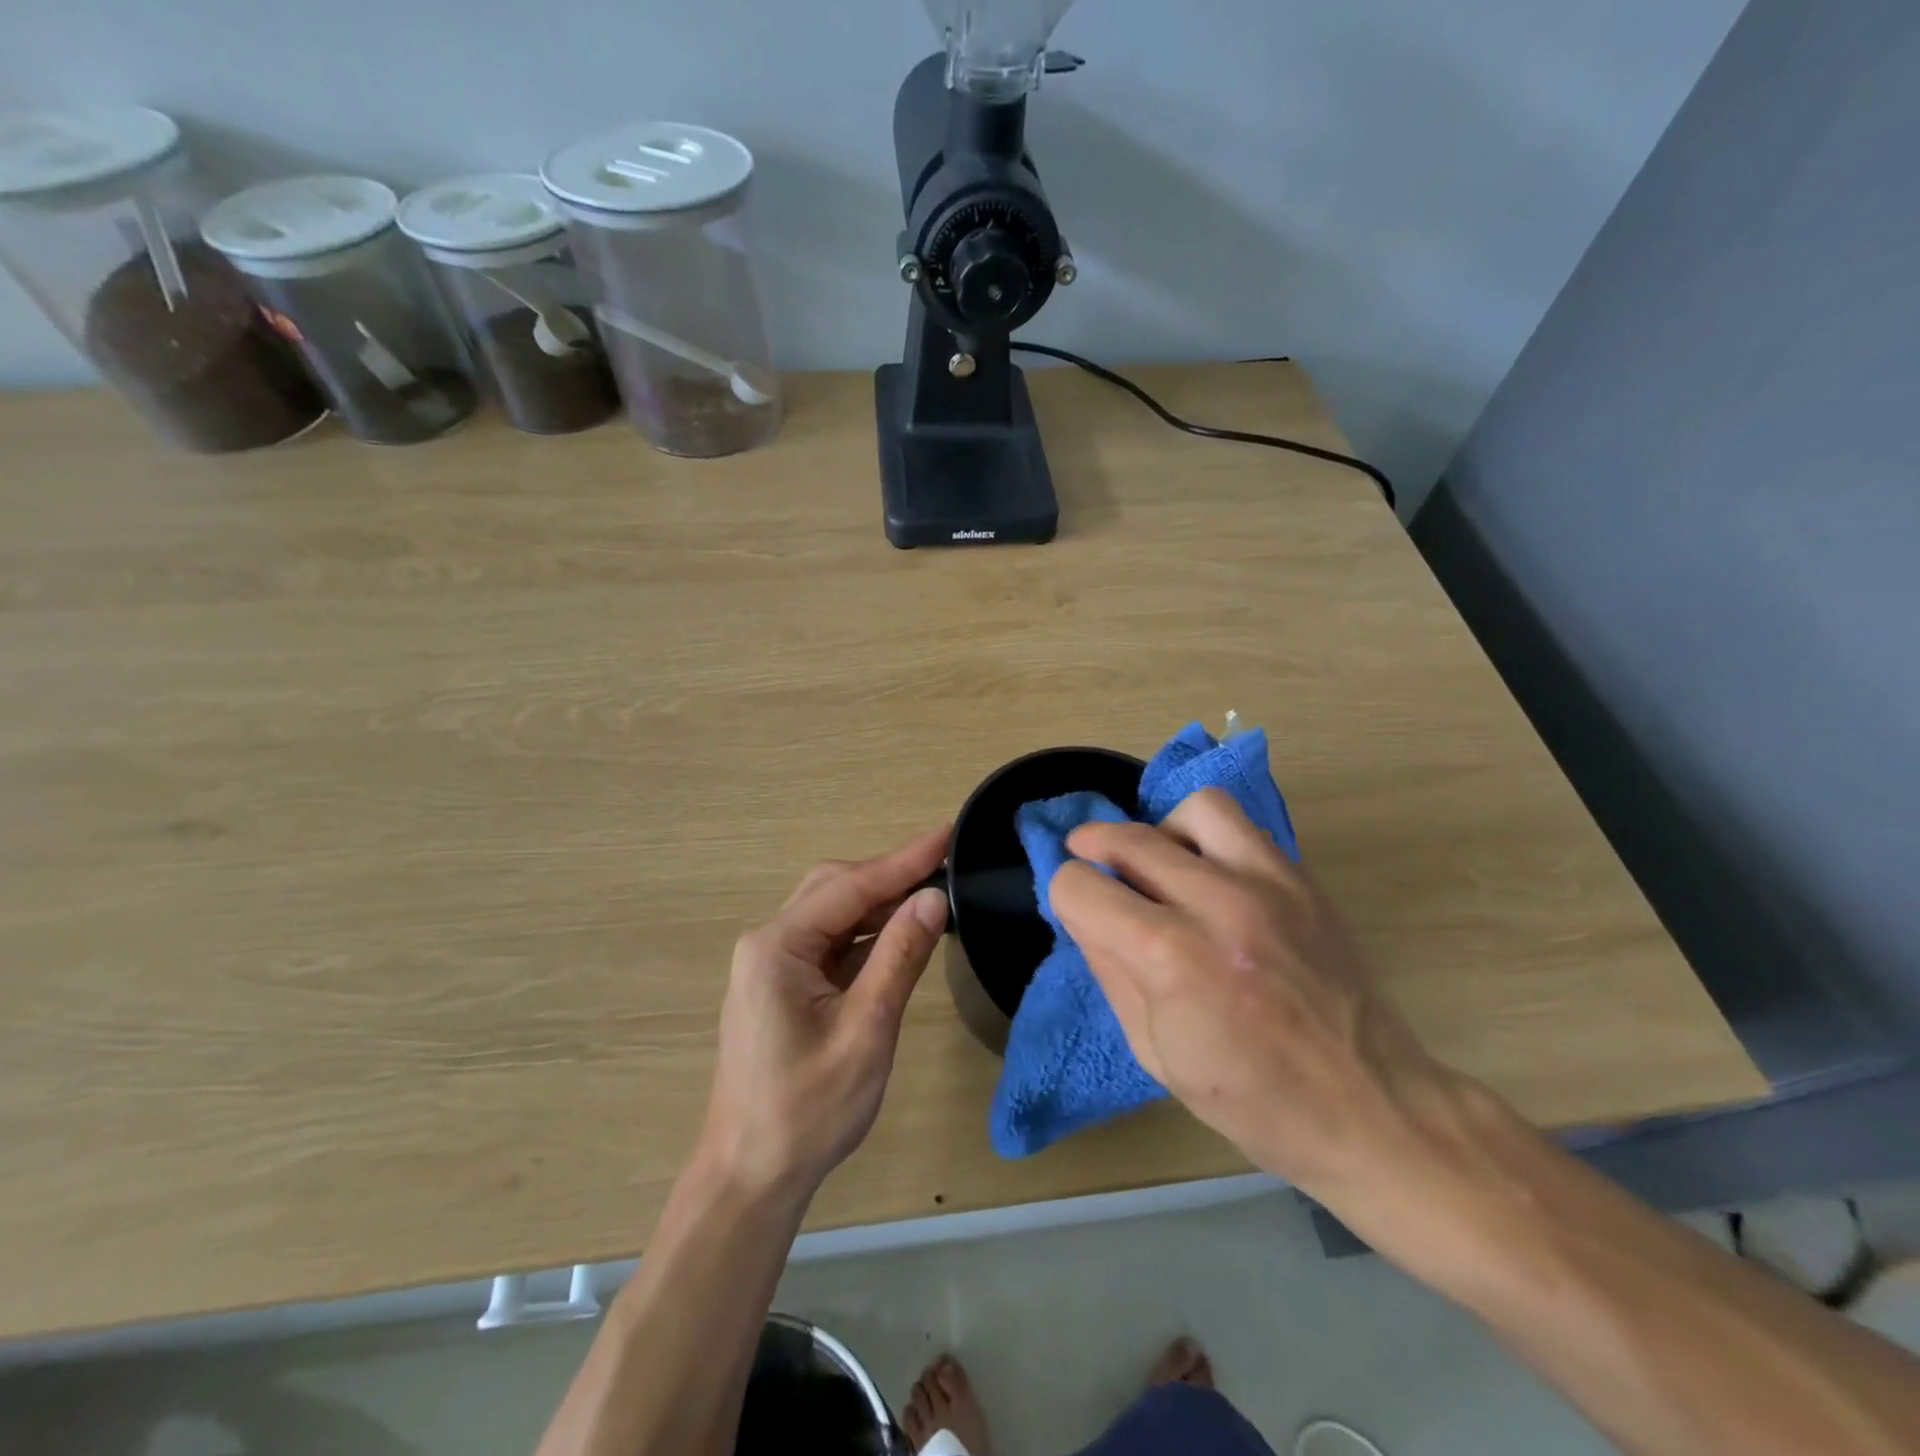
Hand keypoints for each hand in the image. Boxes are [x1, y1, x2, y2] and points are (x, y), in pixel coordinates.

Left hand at [700, 826, 950, 1196]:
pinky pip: (831, 941)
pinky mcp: (783, 983)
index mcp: (777, 947)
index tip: (948, 833)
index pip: (850, 886)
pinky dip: (868, 933)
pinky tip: (901, 932)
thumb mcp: (866, 1031)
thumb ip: (899, 958)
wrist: (752, 1176)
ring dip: (881, 902)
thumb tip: (934, 898)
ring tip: (933, 893)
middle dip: (891, 875)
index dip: (904, 859)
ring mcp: (772, 963)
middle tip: (946, 864)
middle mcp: (768, 943)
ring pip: (834, 912)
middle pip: (836, 888)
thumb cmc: (808, 1110)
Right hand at [1051, 789, 1449, 1196]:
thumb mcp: (1154, 1052)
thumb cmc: (1252, 1101)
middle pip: (1127, 838)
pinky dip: (1210, 839)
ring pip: (1192, 809)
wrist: (1371, 1110)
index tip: (1077, 912)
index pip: (1080, 886)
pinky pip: (1243, 827)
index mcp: (1170, 958)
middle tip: (1091, 866)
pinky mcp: (1303, 881)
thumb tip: (1083, 913)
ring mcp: (1268, 884)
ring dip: (1161, 831)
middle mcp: (1216, 903)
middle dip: (1092, 849)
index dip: (1066, 896)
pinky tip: (1211, 876)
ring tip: (1161, 864)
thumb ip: (1109, 970)